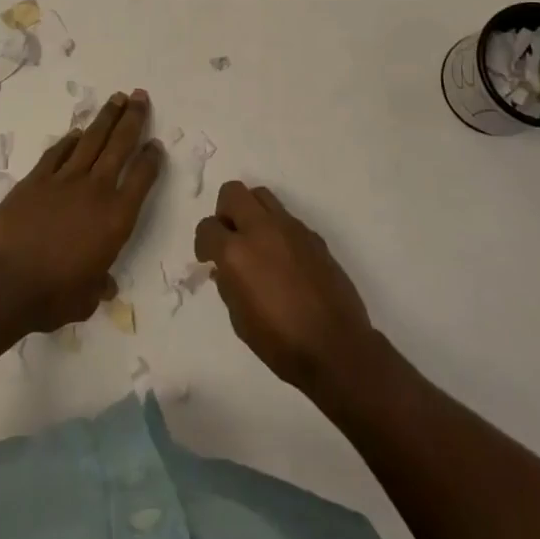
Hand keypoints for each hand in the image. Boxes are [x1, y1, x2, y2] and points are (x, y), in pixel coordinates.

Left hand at [0, 89, 162, 334]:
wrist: (4, 285)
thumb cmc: (52, 297)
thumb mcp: (87, 298)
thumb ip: (99, 285)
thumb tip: (103, 285)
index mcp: (117, 217)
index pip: (143, 177)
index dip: (152, 158)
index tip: (156, 144)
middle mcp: (96, 190)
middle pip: (119, 145)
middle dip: (133, 119)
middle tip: (140, 95)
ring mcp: (63, 181)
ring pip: (90, 140)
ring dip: (105, 118)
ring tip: (117, 98)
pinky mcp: (35, 180)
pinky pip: (57, 153)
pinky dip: (68, 141)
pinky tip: (76, 132)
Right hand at [195, 181, 376, 397]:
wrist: (335, 346)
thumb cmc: (280, 342)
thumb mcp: (240, 319)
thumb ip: (228, 284)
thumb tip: (224, 268)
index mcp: (236, 252)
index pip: (207, 227)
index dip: (204, 243)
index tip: (209, 259)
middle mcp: (261, 229)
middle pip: (233, 192)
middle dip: (225, 212)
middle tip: (230, 239)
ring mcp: (290, 228)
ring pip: (261, 195)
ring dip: (251, 213)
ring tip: (256, 243)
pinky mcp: (312, 234)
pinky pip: (286, 218)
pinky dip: (276, 229)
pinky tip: (283, 259)